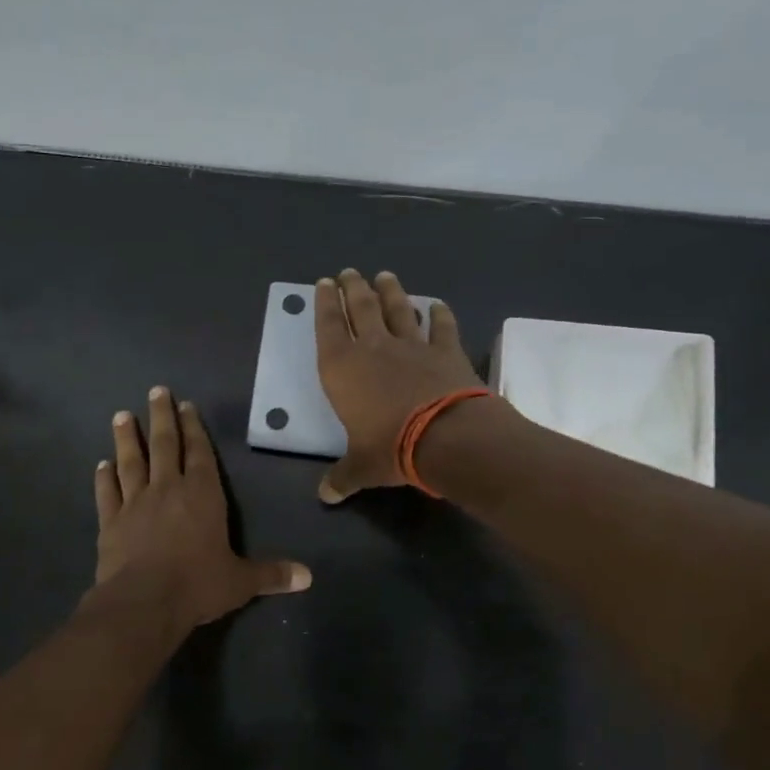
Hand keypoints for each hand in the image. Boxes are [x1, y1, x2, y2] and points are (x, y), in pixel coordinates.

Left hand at [94, 387, 310, 630]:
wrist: (144, 603)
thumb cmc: (197, 585)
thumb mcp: (240, 581)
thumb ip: (271, 574)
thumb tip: (308, 577)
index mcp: (202, 495)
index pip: (199, 453)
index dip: (194, 428)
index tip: (186, 405)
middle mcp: (167, 490)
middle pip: (164, 445)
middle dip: (161, 417)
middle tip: (156, 391)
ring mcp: (135, 504)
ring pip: (131, 462)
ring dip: (126, 438)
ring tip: (121, 415)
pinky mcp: (110, 522)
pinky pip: (106, 493)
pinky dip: (103, 478)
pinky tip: (100, 465)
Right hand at [314, 269, 483, 502]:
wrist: (445, 437)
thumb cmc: (390, 447)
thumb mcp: (361, 467)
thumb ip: (342, 477)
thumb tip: (326, 497)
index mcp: (343, 368)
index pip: (329, 326)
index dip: (325, 304)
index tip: (323, 283)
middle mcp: (374, 348)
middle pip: (361, 308)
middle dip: (353, 288)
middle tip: (348, 272)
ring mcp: (412, 346)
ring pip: (398, 309)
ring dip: (391, 291)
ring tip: (384, 276)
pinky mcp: (446, 352)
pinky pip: (441, 327)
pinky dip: (439, 314)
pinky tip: (437, 304)